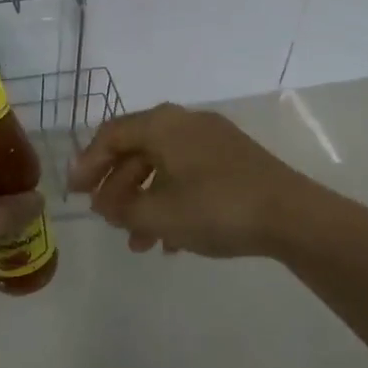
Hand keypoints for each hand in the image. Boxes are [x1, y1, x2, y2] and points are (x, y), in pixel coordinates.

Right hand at [66, 103, 305, 258]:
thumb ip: (121, 208)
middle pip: (136, 151)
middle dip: (117, 189)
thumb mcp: (158, 214)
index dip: (88, 164)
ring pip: (163, 168)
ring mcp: (212, 140)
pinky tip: (172, 241)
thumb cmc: (215, 208)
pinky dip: (172, 203)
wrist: (292, 216)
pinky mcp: (233, 160)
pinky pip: (189, 176)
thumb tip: (106, 204)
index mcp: (162, 125)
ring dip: (144, 203)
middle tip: (106, 220)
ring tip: (137, 243)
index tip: (74, 194)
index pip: (111, 135)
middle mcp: (185, 123)